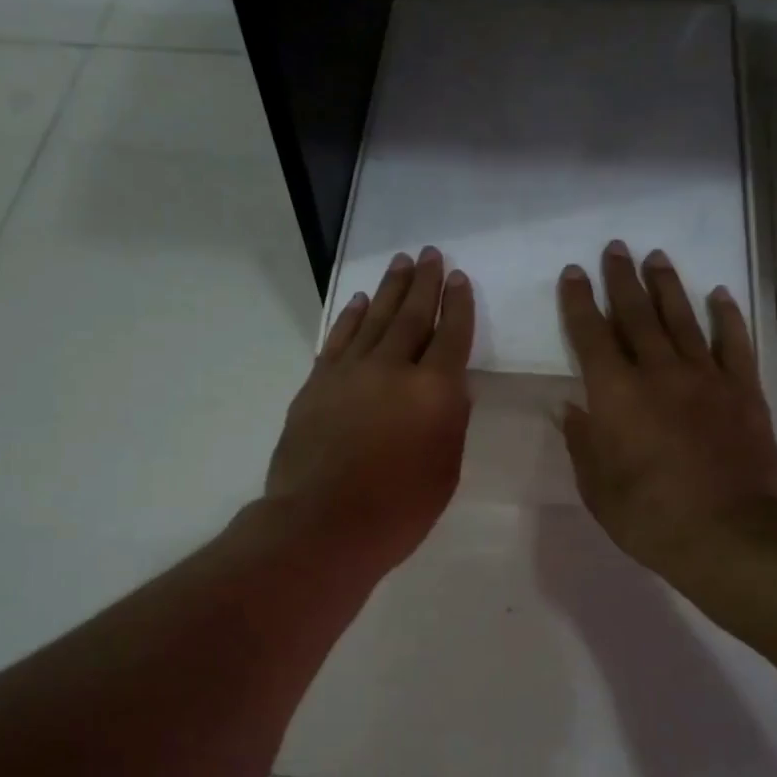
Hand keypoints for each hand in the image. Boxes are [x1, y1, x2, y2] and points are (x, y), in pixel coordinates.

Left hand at [265, 246, 473, 576]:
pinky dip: (350, 317)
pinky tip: (359, 302)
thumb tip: (448, 392)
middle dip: (424, 282)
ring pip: (374, 319)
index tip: (459, 279)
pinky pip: (339, 339)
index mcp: (435, 392)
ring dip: (389, 289)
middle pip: (412, 316)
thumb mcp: (444, 472)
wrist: (323, 524)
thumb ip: (449, 424)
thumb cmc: (397, 511)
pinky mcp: (318, 384)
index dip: (458, 306)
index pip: (451, 336)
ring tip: (400, 263)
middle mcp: (394, 369)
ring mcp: (351, 372)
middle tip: (430, 253)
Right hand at [558, 241, 776, 582]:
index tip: (575, 273)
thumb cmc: (650, 517)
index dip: (580, 303)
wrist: (729, 533)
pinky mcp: (743, 391)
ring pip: (683, 320)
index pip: (592, 337)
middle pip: (637, 316)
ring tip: (656, 257)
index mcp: (615, 396)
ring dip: (667, 287)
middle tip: (615, 249)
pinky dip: (726, 316)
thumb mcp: (598, 489)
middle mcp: (659, 373)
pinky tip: (718, 295)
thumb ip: (584, 443)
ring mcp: (706, 378)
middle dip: (622, 281)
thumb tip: (572, 408)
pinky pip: (734, 343)